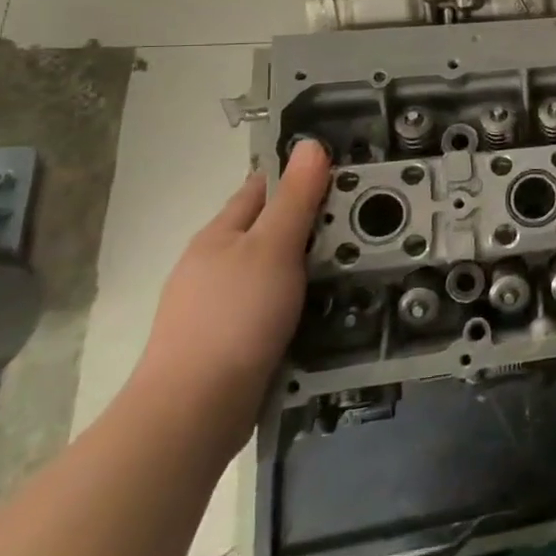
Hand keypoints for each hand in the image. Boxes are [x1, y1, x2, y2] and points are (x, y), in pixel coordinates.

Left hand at [129, 139, 330, 441]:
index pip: (261, 188)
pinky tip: (320, 308)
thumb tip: (311, 144)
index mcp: (219, 234)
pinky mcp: (227, 342)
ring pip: (270, 270)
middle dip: (308, 223)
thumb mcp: (274, 247)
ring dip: (304, 265)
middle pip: (267, 230)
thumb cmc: (235, 316)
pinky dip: (296, 300)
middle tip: (361, 221)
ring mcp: (216, 306)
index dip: (298, 176)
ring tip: (351, 264)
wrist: (194, 411)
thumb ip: (296, 197)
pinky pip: (270, 306)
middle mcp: (213, 265)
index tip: (343, 175)